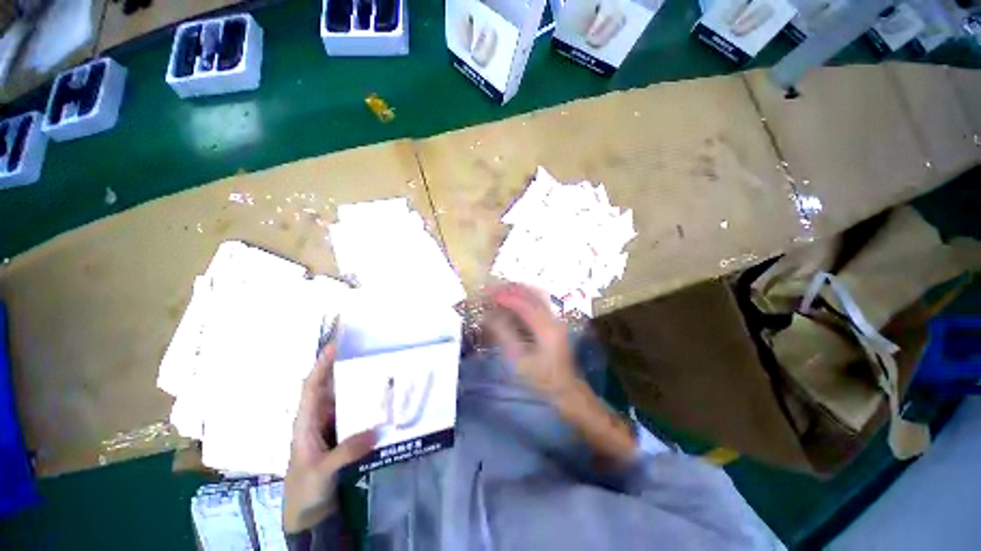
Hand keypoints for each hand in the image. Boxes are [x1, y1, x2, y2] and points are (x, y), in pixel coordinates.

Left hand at [283, 344, 375, 532]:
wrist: (308, 514)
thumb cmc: (305, 489)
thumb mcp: (322, 471)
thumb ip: (347, 451)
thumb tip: (377, 429)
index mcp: (305, 422)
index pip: (311, 387)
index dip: (321, 366)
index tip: (335, 346)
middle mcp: (318, 419)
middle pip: (329, 387)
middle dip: (343, 368)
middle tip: (365, 352)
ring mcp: (331, 427)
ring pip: (344, 399)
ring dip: (358, 385)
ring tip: (378, 369)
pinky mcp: (342, 436)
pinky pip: (354, 414)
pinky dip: (365, 404)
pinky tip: (381, 400)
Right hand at [484, 283, 578, 399]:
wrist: (565, 387)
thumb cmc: (541, 377)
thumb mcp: (519, 359)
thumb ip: (504, 334)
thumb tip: (488, 316)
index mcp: (547, 329)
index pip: (525, 305)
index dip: (507, 297)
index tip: (490, 294)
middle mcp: (554, 318)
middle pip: (533, 295)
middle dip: (512, 289)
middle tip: (493, 288)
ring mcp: (556, 319)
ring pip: (536, 296)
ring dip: (518, 291)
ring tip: (500, 290)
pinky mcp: (554, 321)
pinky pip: (538, 302)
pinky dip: (523, 298)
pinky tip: (511, 300)